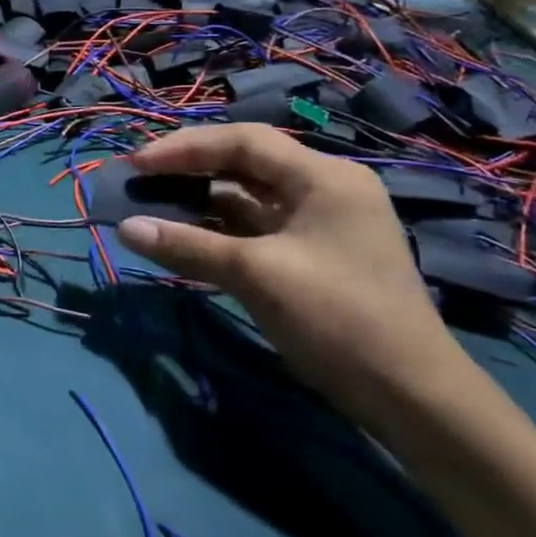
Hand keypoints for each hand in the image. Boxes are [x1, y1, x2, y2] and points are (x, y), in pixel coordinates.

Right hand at [115, 123, 478, 429]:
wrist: (410, 395)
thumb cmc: (337, 318)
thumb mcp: (256, 275)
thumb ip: (188, 246)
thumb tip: (125, 228)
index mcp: (323, 177)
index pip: (244, 141)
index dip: (185, 147)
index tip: (137, 164)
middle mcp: (326, 189)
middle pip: (247, 163)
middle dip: (192, 168)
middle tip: (142, 180)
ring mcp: (322, 223)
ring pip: (251, 197)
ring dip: (204, 200)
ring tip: (155, 206)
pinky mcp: (316, 255)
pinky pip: (259, 228)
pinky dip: (222, 229)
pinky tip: (189, 236)